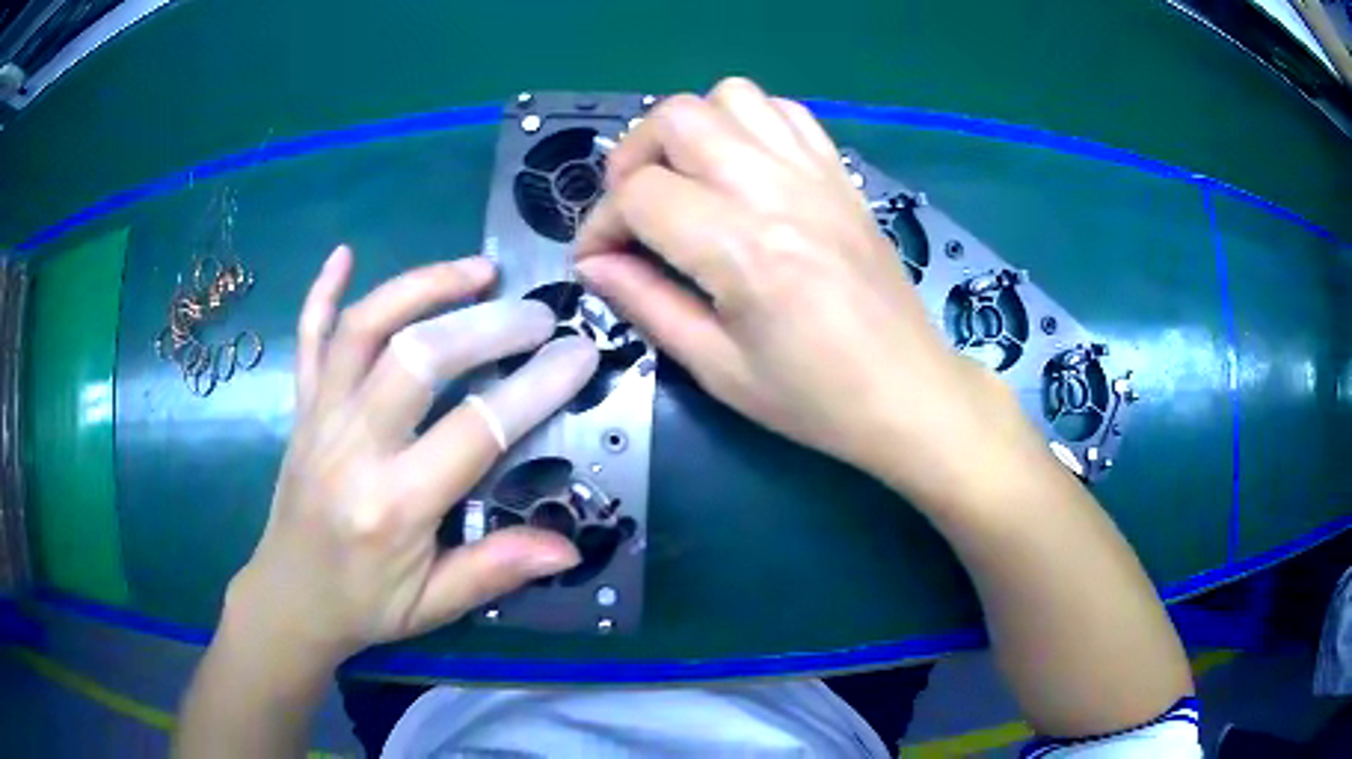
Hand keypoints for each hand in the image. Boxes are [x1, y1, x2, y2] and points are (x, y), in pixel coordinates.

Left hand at [226, 245, 596, 664]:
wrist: (288, 598)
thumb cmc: (364, 606)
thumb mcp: (434, 605)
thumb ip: (496, 570)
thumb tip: (569, 547)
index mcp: (393, 507)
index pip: (474, 430)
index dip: (535, 387)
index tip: (579, 353)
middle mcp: (352, 448)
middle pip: (416, 357)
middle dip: (485, 324)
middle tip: (536, 313)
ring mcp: (320, 419)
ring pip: (362, 329)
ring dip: (421, 287)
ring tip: (477, 270)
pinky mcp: (301, 408)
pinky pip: (306, 339)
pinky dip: (322, 292)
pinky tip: (343, 254)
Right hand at [575, 78, 1033, 503]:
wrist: (908, 390)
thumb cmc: (814, 398)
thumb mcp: (717, 367)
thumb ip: (646, 304)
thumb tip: (594, 263)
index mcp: (742, 247)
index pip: (639, 195)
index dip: (600, 225)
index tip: (598, 260)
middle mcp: (776, 189)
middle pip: (676, 118)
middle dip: (633, 158)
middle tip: (635, 210)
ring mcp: (814, 172)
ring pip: (729, 96)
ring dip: (690, 130)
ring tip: (687, 180)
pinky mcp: (839, 173)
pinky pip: (784, 111)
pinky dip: (746, 124)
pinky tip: (743, 169)